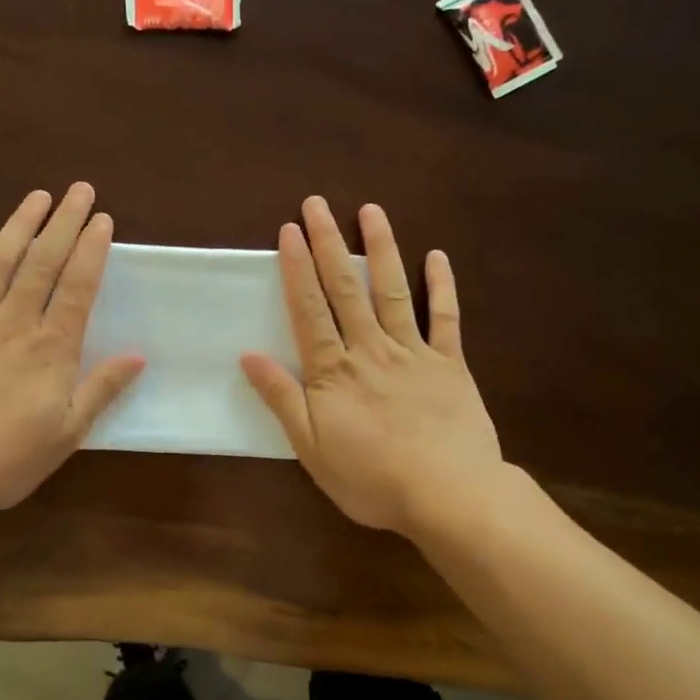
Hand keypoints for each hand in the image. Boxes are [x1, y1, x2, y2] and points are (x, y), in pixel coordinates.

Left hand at [0, 184, 143, 515]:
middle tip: (79, 190)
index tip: (102, 219)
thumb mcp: (66, 435)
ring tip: (37, 196)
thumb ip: (100, 391)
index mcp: (50, 349)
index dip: (91, 250)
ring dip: (19, 225)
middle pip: (42, 263)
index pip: (76, 287)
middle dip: (63, 223)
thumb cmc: (1, 460)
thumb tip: (138, 355)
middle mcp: (12, 323)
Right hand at [240, 197, 508, 539]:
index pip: (309, 310)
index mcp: (333, 371)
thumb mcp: (311, 447)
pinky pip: (446, 318)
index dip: (297, 269)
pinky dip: (442, 286)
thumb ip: (282, 398)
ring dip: (381, 249)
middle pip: (345, 289)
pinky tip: (437, 257)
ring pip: (392, 291)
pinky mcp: (450, 364)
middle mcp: (370, 349)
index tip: (289, 231)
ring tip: (371, 211)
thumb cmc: (371, 478)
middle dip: (329, 243)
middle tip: (317, 204)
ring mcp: (414, 352)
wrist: (448, 494)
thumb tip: (248, 356)